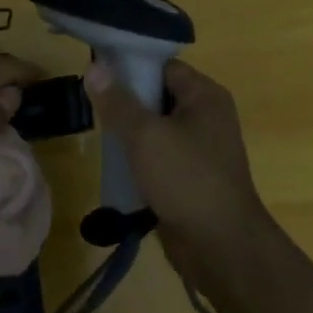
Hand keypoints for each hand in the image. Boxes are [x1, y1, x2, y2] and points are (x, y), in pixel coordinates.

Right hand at [83, 58, 271, 254]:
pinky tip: (115, 164)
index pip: (162, 66)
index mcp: (205, 96)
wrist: (220, 246)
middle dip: (126, 101)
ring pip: (156, 128)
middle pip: (158, 95)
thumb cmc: (186, 179)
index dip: (130, 66)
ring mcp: (201, 148)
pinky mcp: (191, 176)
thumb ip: (117, 101)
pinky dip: (139, 157)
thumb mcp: (145, 135)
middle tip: (92, 105)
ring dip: (130, 132)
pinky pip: (160, 155)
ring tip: (99, 133)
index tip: (96, 74)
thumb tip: (94, 68)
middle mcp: (207, 116)